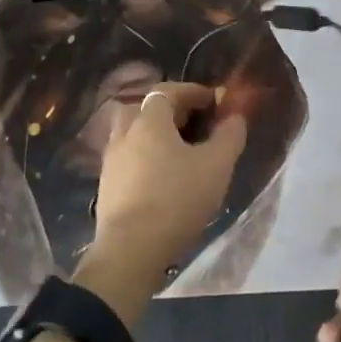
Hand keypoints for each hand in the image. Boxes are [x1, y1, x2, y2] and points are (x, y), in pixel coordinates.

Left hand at [93, 82, 246, 273]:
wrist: (130, 250)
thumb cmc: (176, 199)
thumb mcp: (216, 166)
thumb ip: (229, 135)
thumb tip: (234, 116)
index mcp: (149, 120)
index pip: (169, 91)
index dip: (193, 92)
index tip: (214, 101)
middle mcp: (125, 132)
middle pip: (145, 108)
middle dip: (171, 111)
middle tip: (194, 124)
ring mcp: (111, 159)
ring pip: (134, 134)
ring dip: (155, 135)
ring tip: (179, 153)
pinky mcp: (106, 185)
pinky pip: (128, 158)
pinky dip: (145, 157)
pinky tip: (162, 177)